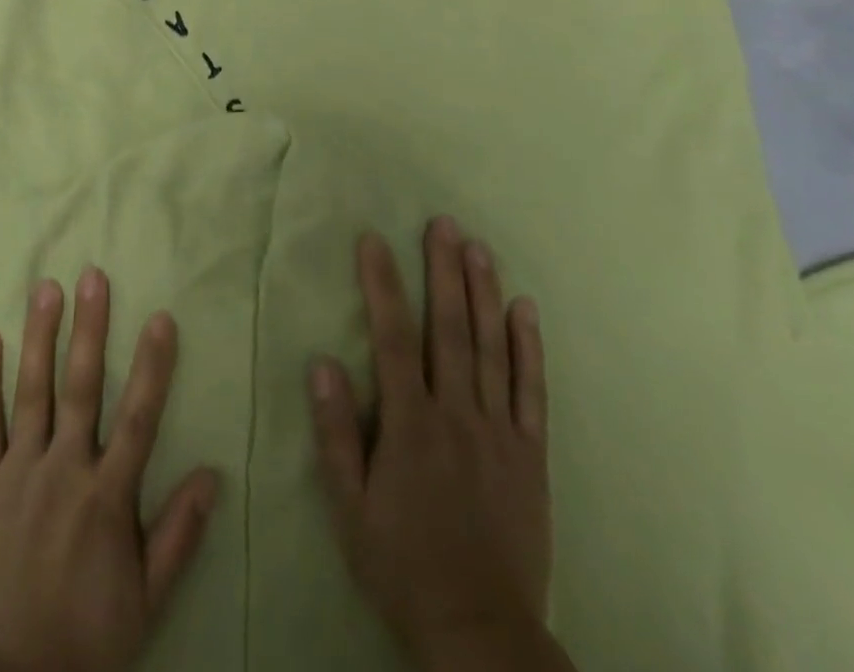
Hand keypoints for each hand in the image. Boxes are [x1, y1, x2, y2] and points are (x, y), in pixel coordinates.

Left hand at [0, 269, 219, 671]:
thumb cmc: (87, 638)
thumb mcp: (147, 600)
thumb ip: (179, 534)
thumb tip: (213, 474)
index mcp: (107, 497)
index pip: (138, 417)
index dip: (152, 365)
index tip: (160, 317)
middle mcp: (63, 470)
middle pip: (81, 387)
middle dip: (89, 328)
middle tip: (93, 276)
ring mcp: (19, 472)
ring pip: (32, 391)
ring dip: (40, 336)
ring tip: (46, 288)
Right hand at [310, 221, 566, 671]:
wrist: (479, 630)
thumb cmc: (401, 562)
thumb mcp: (349, 506)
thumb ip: (336, 432)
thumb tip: (322, 362)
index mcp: (410, 424)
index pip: (393, 337)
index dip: (381, 285)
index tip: (372, 239)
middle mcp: (456, 415)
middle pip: (449, 329)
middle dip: (443, 271)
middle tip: (442, 224)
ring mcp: (499, 432)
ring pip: (490, 349)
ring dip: (483, 294)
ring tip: (478, 247)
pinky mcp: (530, 455)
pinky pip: (531, 393)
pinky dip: (529, 349)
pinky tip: (525, 310)